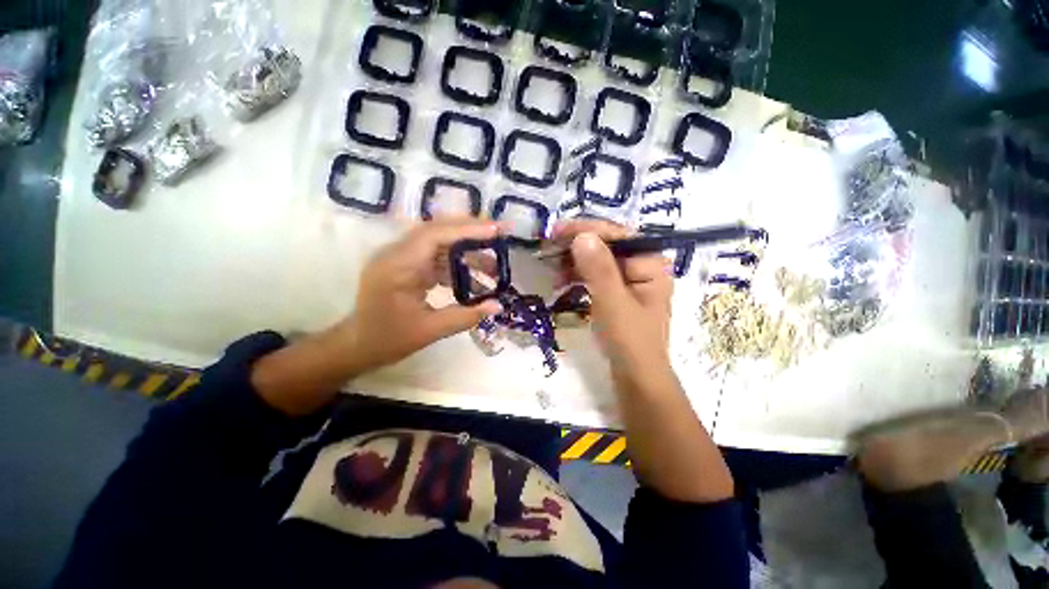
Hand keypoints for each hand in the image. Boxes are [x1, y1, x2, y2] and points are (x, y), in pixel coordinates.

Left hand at [344, 219, 503, 371]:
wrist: (357, 345)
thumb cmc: (387, 340)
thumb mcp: (429, 331)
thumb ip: (466, 316)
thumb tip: (498, 306)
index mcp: (397, 266)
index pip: (434, 235)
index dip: (467, 230)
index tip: (496, 230)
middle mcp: (397, 254)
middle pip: (437, 230)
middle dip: (471, 230)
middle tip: (500, 233)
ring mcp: (401, 258)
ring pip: (439, 242)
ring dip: (466, 249)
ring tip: (493, 265)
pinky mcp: (407, 265)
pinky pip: (435, 255)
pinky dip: (456, 262)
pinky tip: (473, 277)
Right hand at [551, 220, 673, 388]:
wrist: (635, 376)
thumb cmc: (629, 340)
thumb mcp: (613, 302)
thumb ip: (599, 269)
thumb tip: (582, 236)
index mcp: (650, 263)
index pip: (618, 235)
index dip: (587, 229)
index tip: (557, 231)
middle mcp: (642, 266)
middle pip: (607, 245)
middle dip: (577, 245)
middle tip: (549, 247)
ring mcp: (629, 280)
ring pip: (598, 259)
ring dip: (574, 260)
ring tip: (552, 267)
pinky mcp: (616, 292)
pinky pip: (595, 275)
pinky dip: (577, 275)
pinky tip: (562, 280)